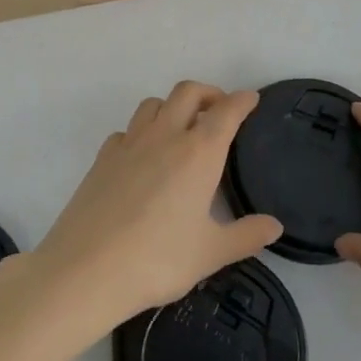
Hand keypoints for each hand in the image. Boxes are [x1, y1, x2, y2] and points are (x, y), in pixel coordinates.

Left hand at [31, 82, 280, 332]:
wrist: (87, 268)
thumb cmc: (158, 259)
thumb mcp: (211, 253)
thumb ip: (246, 235)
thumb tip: (274, 225)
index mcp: (198, 153)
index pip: (225, 112)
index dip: (241, 101)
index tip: (251, 98)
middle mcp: (164, 136)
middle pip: (187, 92)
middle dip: (208, 93)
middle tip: (219, 110)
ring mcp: (129, 143)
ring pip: (153, 104)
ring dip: (172, 106)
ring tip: (182, 128)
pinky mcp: (103, 157)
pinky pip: (127, 130)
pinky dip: (141, 132)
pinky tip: (143, 156)